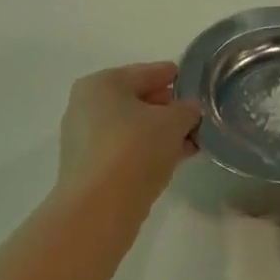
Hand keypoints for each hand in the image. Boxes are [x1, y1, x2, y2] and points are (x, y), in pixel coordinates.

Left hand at [54, 62, 200, 214]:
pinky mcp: (89, 169)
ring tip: (191, 139)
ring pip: (131, 129)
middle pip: (135, 101)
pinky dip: (148, 151)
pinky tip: (174, 158)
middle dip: (166, 108)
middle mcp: (86, 107)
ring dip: (160, 133)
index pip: (144, 73)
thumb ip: (186, 110)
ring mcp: (84, 140)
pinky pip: (126, 151)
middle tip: (194, 114)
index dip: (170, 75)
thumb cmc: (135, 148)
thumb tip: (189, 110)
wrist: (100, 207)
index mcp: (101, 84)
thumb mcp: (173, 122)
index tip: (192, 81)